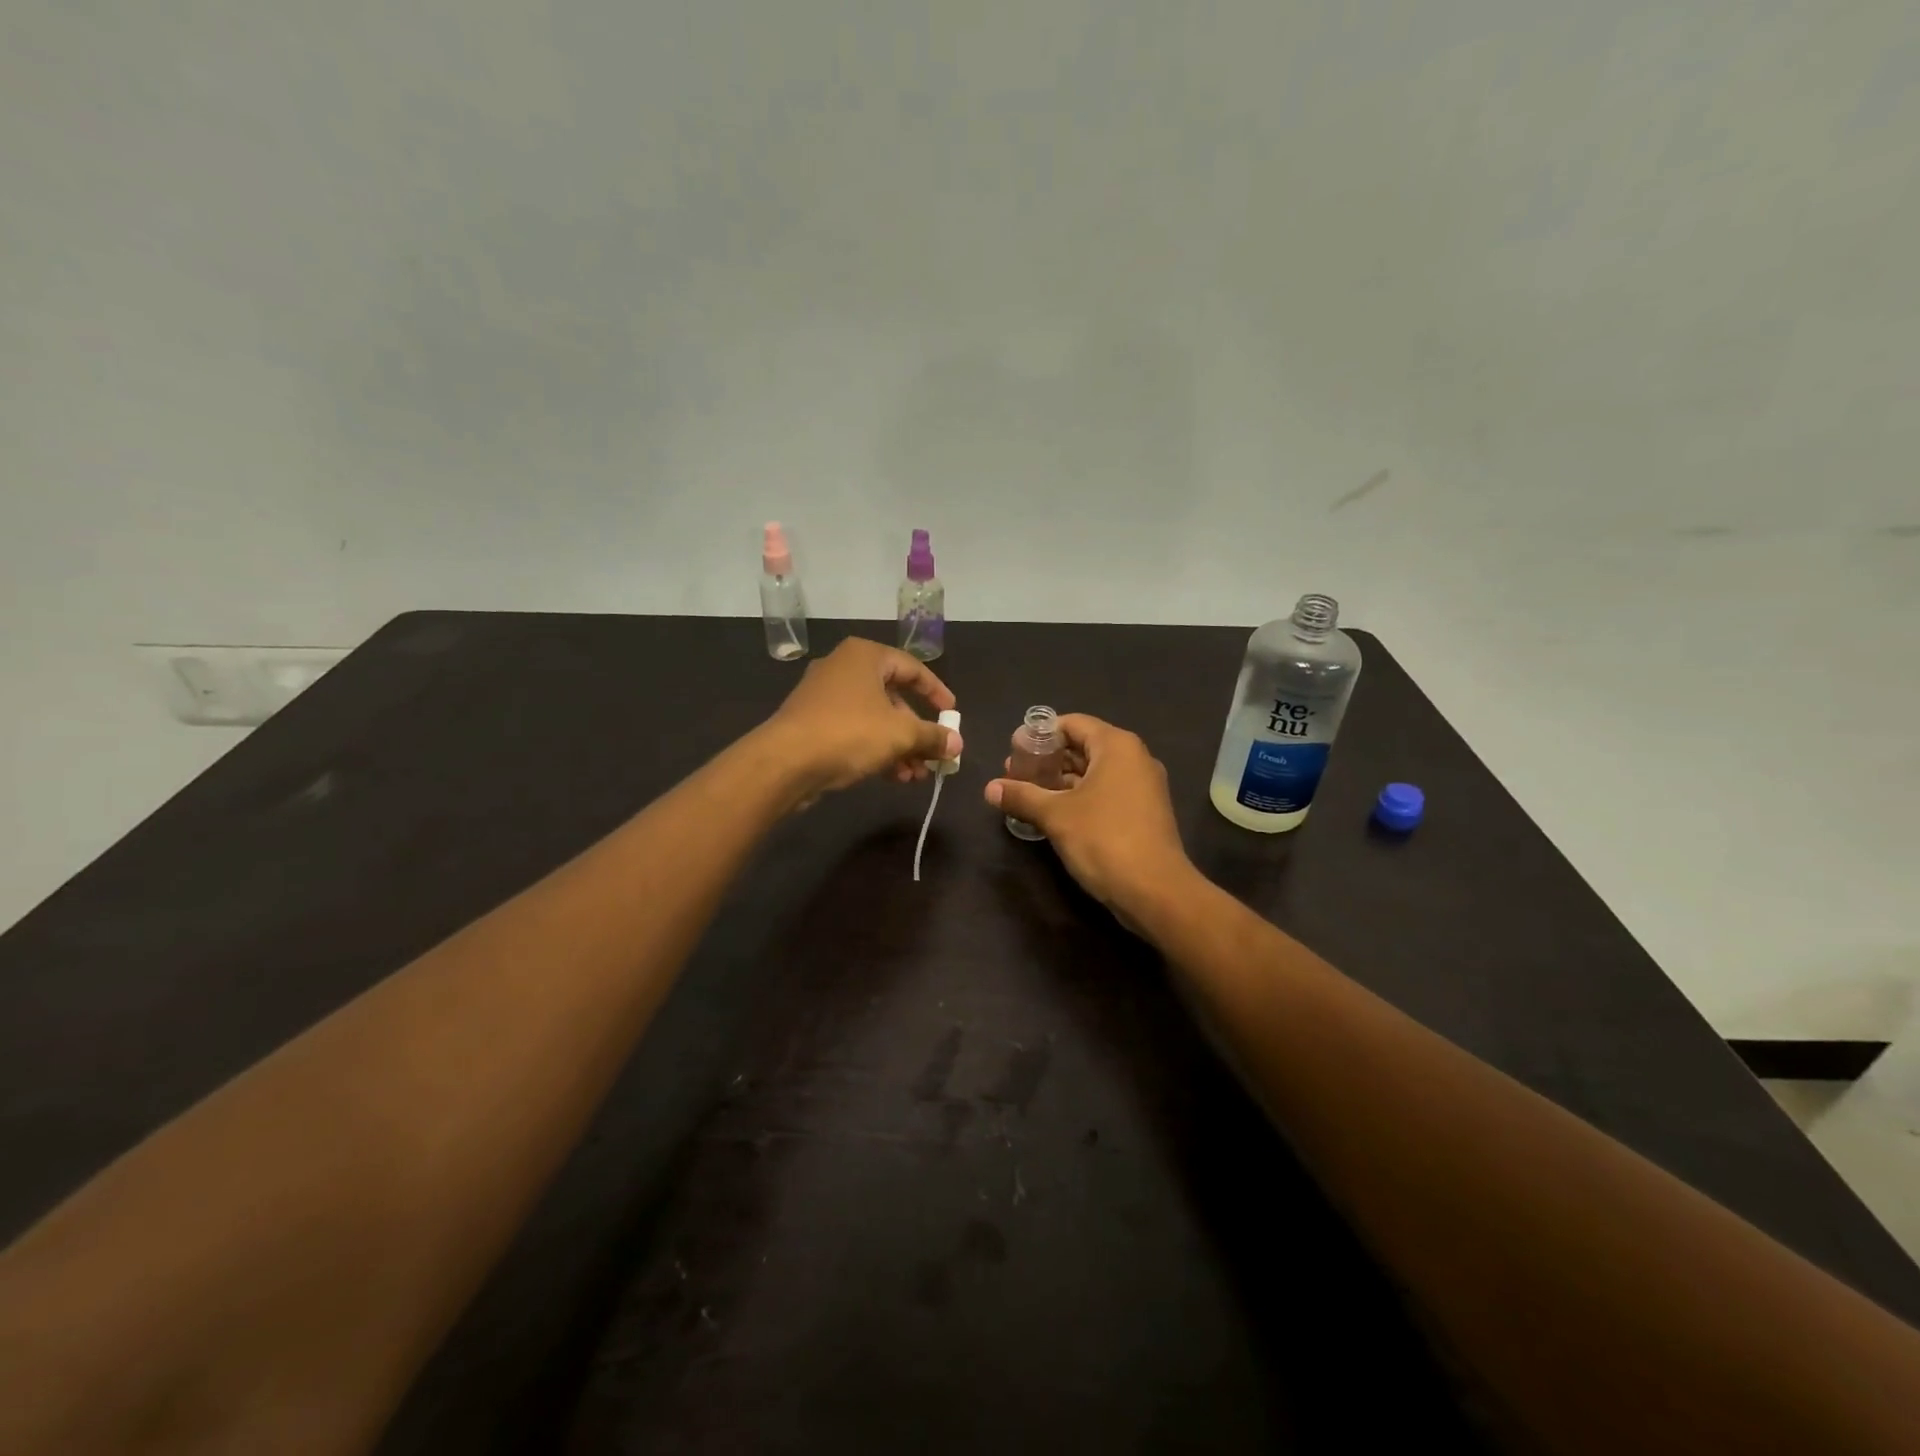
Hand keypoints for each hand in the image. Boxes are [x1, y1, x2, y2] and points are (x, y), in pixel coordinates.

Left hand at [762, 639, 961, 801]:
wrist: (785, 762)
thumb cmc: (850, 733)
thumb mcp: (901, 734)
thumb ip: (933, 736)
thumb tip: (957, 744)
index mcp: (865, 656)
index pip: (912, 668)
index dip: (936, 692)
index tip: (952, 715)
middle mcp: (843, 668)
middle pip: (893, 697)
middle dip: (916, 731)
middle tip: (934, 755)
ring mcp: (824, 697)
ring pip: (874, 719)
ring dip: (899, 747)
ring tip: (916, 776)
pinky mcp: (812, 724)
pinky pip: (854, 732)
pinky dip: (876, 750)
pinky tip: (894, 777)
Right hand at [984, 715, 1195, 917]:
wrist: (1155, 892)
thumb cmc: (1103, 839)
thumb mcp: (1055, 815)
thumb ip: (1022, 796)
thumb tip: (989, 789)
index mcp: (1117, 746)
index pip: (1073, 723)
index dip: (1041, 734)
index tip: (1014, 750)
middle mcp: (1134, 758)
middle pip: (1084, 746)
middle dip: (1048, 759)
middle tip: (1014, 774)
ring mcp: (1143, 786)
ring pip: (1094, 772)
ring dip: (1061, 781)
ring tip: (1027, 794)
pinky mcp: (1143, 812)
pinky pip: (1106, 792)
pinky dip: (1080, 797)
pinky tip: (1053, 813)